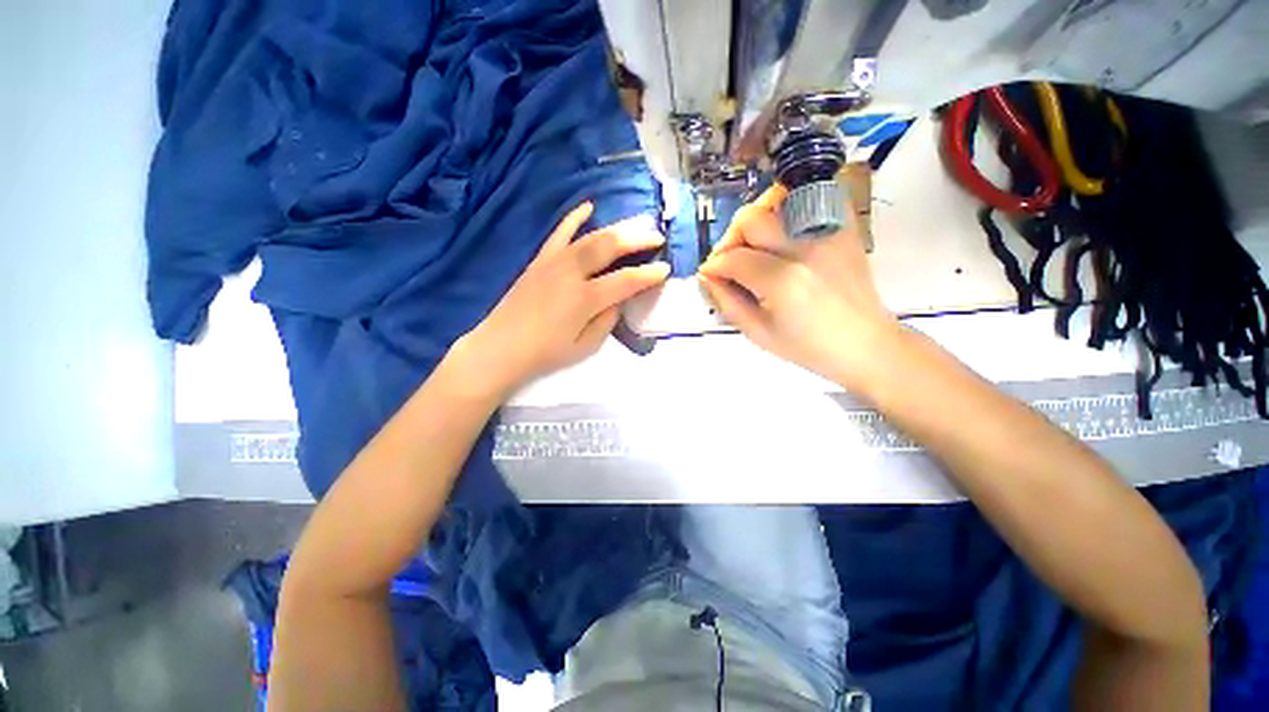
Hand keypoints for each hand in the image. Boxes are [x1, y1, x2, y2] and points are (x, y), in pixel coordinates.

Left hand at [456, 202, 668, 397]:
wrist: (501, 347)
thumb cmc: (546, 353)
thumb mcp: (585, 346)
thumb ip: (608, 320)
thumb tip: (620, 298)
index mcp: (585, 299)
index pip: (625, 281)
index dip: (648, 275)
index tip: (665, 269)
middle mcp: (571, 273)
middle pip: (609, 247)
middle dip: (637, 240)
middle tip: (656, 237)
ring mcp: (553, 262)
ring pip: (589, 237)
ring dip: (616, 229)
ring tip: (636, 225)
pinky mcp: (540, 260)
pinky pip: (559, 233)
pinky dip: (574, 218)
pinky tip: (589, 206)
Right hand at [698, 186, 901, 388]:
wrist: (866, 343)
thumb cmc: (809, 348)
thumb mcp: (758, 334)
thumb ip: (726, 302)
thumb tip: (707, 275)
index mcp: (782, 282)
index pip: (733, 258)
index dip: (714, 266)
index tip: (710, 275)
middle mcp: (804, 248)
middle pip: (750, 219)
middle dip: (730, 240)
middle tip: (730, 261)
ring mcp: (827, 232)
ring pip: (776, 199)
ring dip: (756, 219)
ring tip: (754, 244)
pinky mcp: (843, 227)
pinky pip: (810, 196)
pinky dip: (788, 207)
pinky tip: (781, 232)